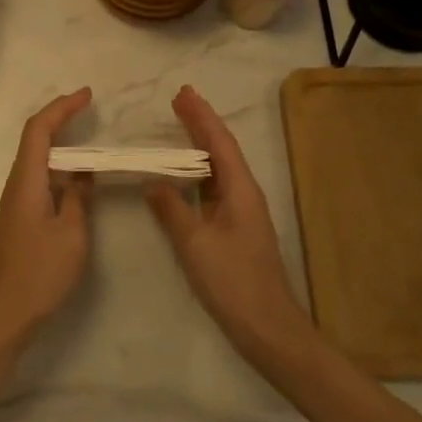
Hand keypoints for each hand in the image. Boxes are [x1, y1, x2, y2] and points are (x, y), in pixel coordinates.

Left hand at [0, 88, 93, 342]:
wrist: (2, 314)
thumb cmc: (38, 272)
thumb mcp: (71, 233)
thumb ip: (78, 198)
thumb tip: (82, 174)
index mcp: (27, 179)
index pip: (39, 128)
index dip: (62, 107)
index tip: (87, 95)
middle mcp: (17, 183)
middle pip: (36, 138)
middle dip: (61, 118)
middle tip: (90, 109)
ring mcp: (17, 201)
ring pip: (39, 159)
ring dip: (62, 144)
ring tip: (91, 140)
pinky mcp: (21, 218)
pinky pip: (41, 179)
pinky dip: (60, 169)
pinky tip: (78, 180)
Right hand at [145, 85, 313, 360]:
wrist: (268, 328)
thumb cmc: (234, 282)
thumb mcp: (196, 244)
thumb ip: (172, 210)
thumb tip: (153, 182)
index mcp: (240, 190)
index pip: (219, 142)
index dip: (201, 116)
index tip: (182, 93)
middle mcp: (244, 194)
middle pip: (221, 150)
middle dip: (201, 124)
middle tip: (178, 99)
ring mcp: (242, 212)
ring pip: (219, 168)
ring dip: (199, 146)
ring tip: (179, 126)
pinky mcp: (235, 229)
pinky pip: (214, 188)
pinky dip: (197, 173)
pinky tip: (184, 175)